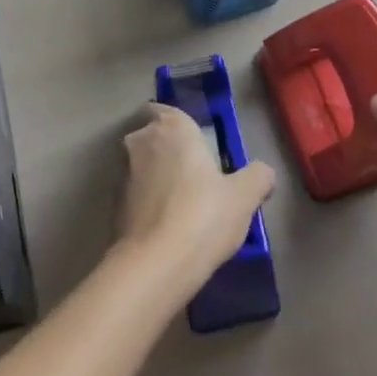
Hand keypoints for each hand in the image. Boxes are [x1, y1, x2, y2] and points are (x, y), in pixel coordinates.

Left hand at [116, 104, 274, 292]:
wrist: (155, 264)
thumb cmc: (203, 215)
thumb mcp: (244, 197)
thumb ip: (258, 177)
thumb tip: (264, 172)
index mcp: (173, 126)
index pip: (167, 110)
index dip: (179, 126)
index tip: (194, 146)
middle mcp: (142, 139)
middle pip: (152, 136)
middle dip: (167, 151)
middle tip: (191, 177)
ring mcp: (122, 170)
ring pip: (140, 165)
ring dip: (154, 177)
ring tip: (178, 206)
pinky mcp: (112, 202)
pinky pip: (132, 193)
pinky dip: (144, 202)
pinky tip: (162, 227)